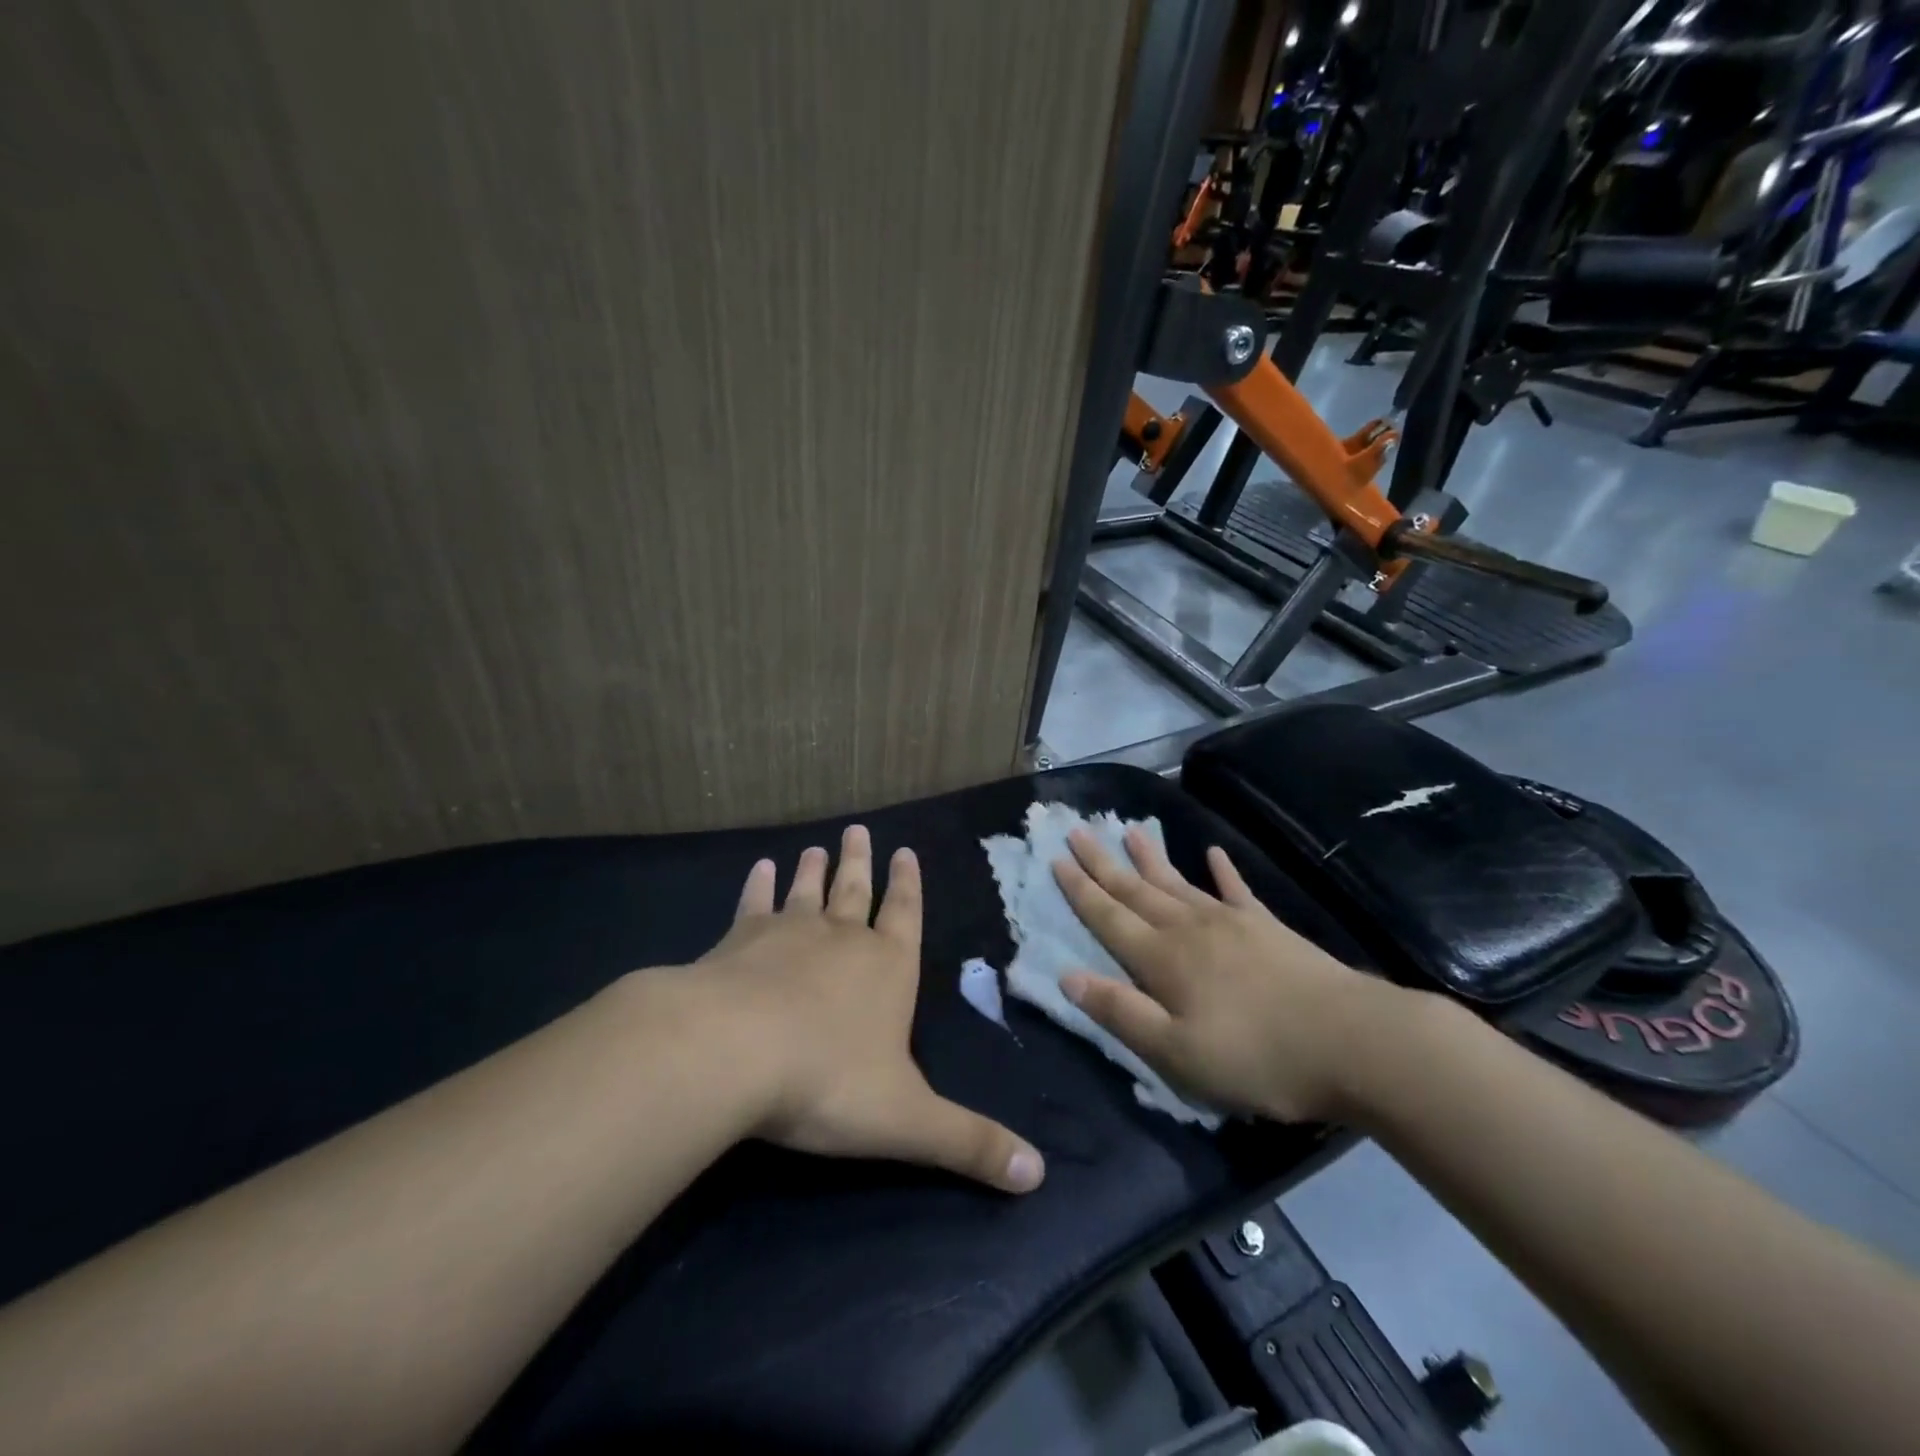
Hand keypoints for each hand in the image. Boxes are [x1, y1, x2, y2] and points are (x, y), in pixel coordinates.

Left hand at [691, 826, 1044, 1192]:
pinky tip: (758, 868)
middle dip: (861, 863)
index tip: (906, 850)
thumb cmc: (827, 1081)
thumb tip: (1039, 1175)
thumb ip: (970, 1144)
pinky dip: (757, 886)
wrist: (733, 1052)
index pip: (906, 916)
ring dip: (813, 870)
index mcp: (888, 968)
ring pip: (807, 892)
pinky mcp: (738, 941)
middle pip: (856, 891)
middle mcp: (842, 939)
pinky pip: (753, 905)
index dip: (909, 885)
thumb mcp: (908, 1121)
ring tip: (816, 847)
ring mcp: (787, 934)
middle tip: (858, 830)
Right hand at [1051, 826, 1410, 1123]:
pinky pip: (1236, 890)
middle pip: (1136, 889)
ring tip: (1129, 829)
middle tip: (1077, 830)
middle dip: (1103, 862)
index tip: (1056, 859)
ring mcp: (1231, 922)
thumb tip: (1066, 976)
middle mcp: (1189, 929)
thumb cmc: (1257, 1058)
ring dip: (1149, 858)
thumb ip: (1121, 1013)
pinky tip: (1212, 853)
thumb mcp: (1177, 1053)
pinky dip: (1222, 871)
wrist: (1352, 1042)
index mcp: (1162, 960)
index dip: (1080, 890)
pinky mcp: (1268, 928)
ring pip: (1177, 882)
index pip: (1109, 916)